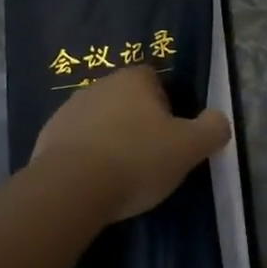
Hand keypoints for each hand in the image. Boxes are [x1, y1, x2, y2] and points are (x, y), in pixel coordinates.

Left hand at [30, 65, 231, 222]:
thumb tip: (218, 119)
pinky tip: (94, 182)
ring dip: (111, 139)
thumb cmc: (137, 159)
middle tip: (151, 157)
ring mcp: (69, 109)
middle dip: (139, 123)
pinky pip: (77, 142)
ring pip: (101, 121)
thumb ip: (212, 129)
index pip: (156, 80)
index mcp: (134, 79)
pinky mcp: (48, 136)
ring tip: (121, 174)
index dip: (168, 106)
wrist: (70, 188)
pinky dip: (87, 156)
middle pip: (127, 100)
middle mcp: (99, 85)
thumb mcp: (189, 147)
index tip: (172, 136)